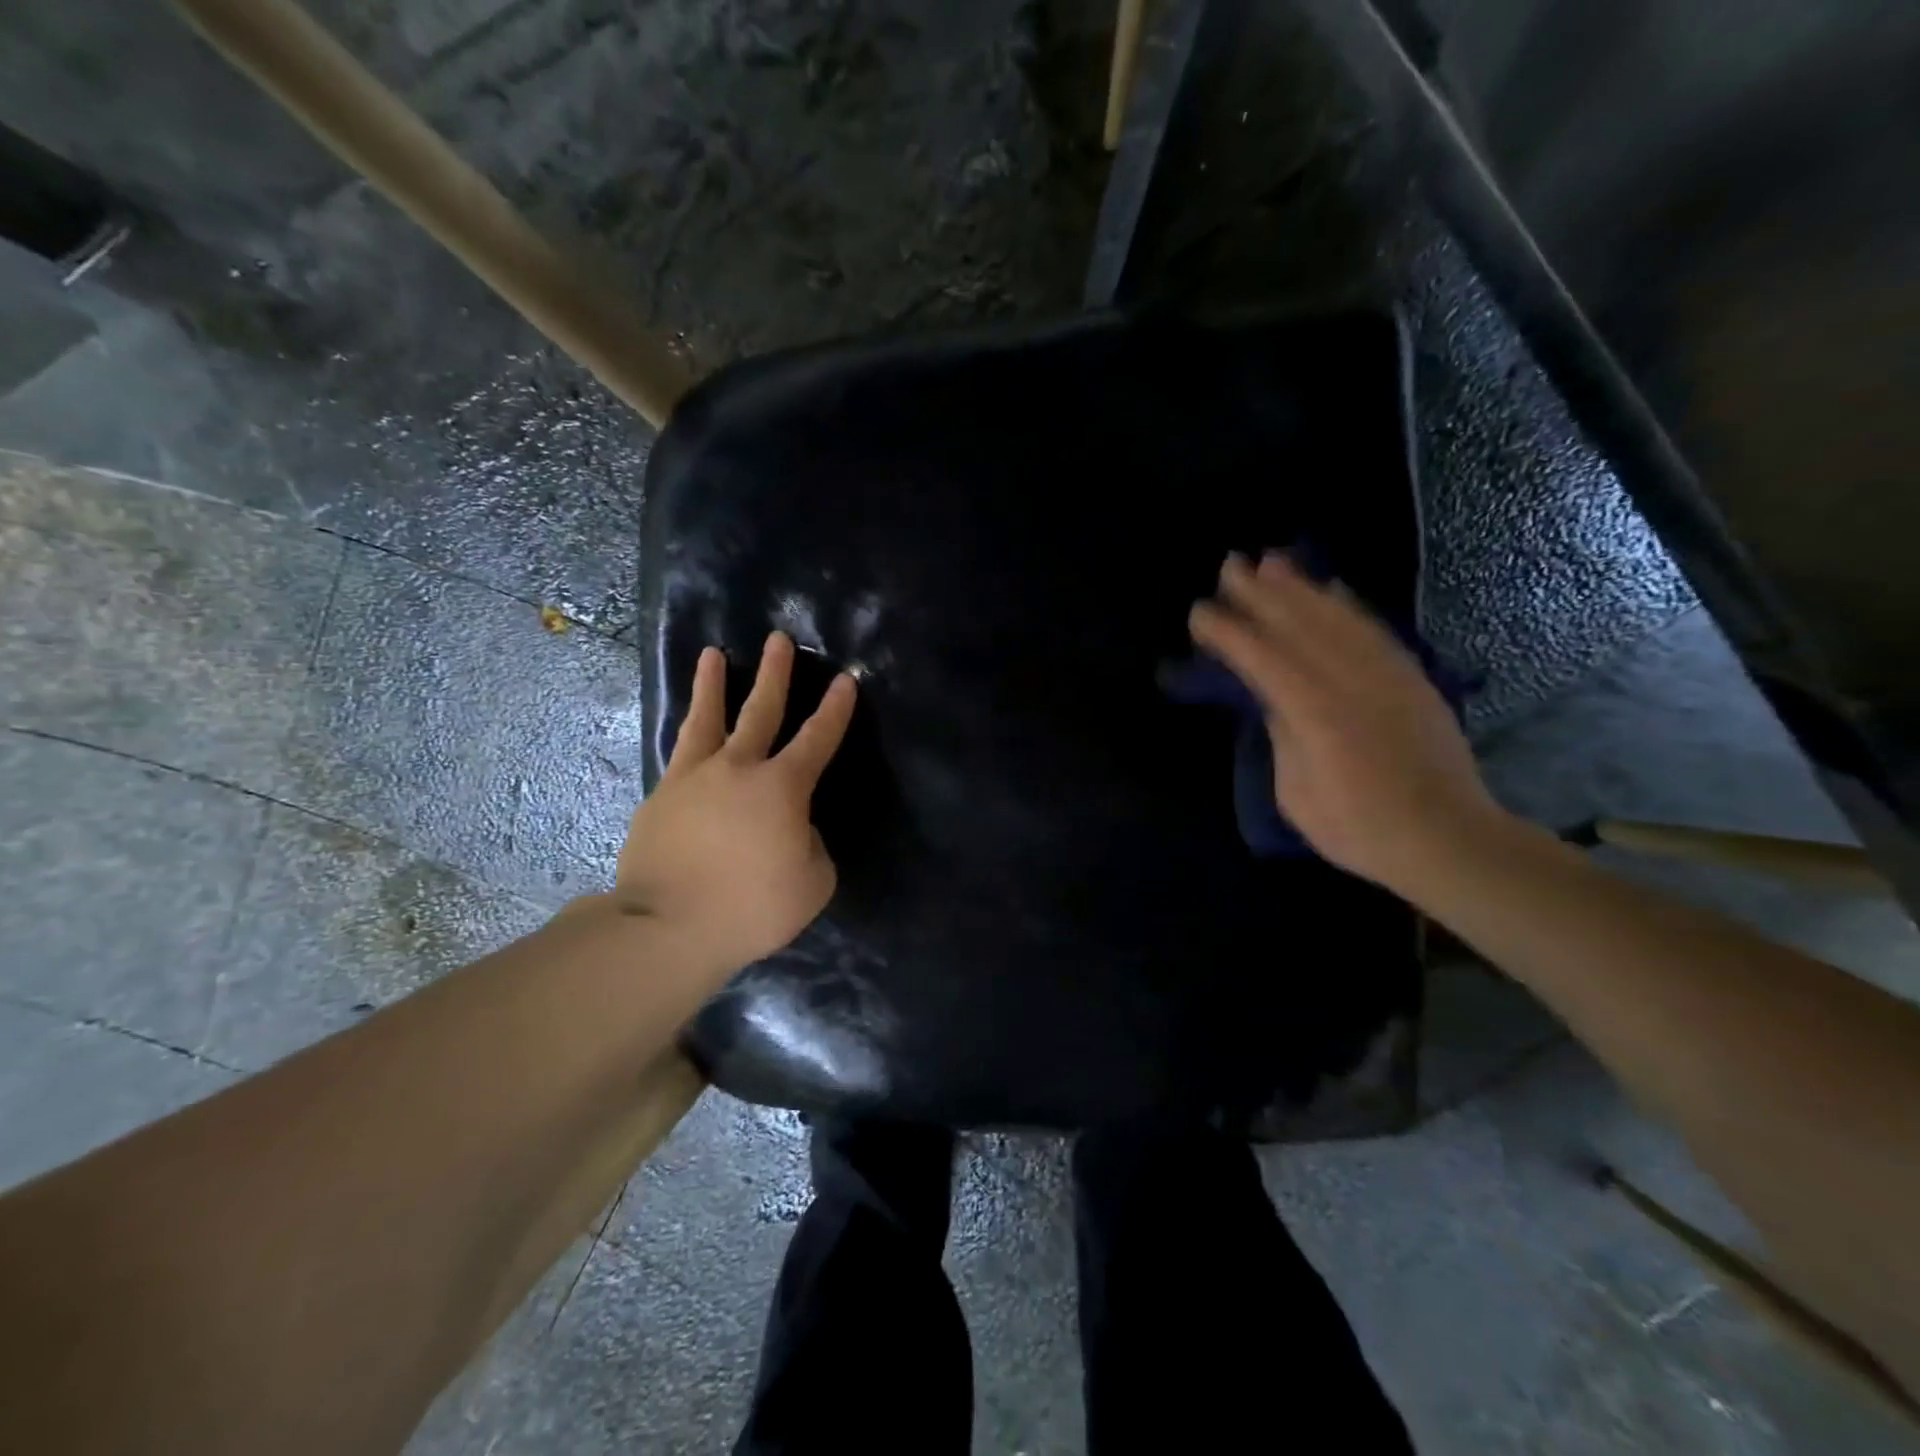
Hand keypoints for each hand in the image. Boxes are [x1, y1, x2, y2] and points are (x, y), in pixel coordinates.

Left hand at [617, 632, 856, 968]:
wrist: (667, 927)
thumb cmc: (751, 906)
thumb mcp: (812, 882)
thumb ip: (811, 845)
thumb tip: (793, 828)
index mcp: (783, 787)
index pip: (818, 738)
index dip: (835, 709)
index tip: (845, 679)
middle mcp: (738, 768)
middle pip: (761, 710)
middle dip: (776, 673)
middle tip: (779, 638)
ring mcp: (693, 778)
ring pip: (706, 719)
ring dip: (712, 684)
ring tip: (713, 654)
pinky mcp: (661, 796)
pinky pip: (680, 754)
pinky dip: (689, 735)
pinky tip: (689, 730)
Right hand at [1188, 552, 1507, 894]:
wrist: (1446, 839)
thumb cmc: (1357, 829)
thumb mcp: (1297, 794)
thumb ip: (1284, 738)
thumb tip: (1275, 701)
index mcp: (1315, 714)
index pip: (1262, 658)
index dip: (1229, 632)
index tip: (1200, 612)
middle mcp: (1351, 682)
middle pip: (1299, 625)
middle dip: (1261, 593)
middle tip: (1230, 565)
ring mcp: (1386, 676)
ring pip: (1337, 619)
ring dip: (1302, 587)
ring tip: (1273, 561)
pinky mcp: (1410, 679)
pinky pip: (1374, 631)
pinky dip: (1348, 606)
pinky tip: (1333, 589)